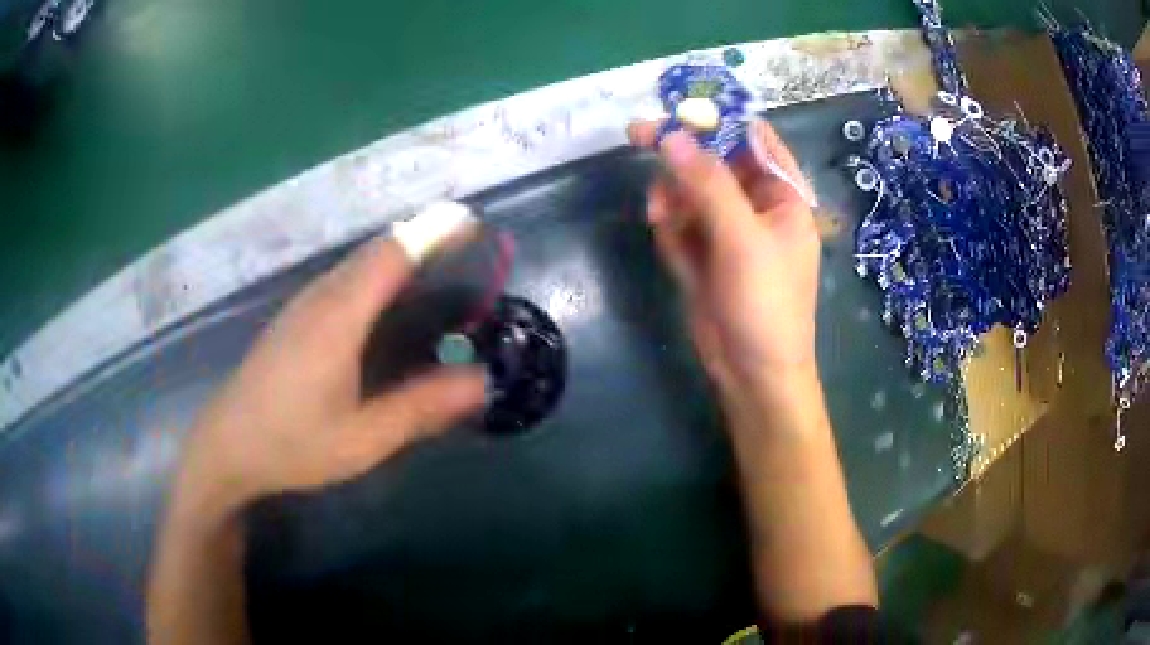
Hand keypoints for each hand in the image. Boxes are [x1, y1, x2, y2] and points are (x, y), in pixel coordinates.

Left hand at [173, 236, 485, 519]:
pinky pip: (344, 280)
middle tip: (468, 251)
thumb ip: (422, 407)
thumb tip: (482, 380)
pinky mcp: (295, 317)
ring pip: (359, 263)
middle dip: (424, 238)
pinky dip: (377, 276)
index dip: (434, 231)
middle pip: (378, 249)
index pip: (393, 253)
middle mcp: (321, 296)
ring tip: (439, 273)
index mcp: (339, 317)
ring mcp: (303, 304)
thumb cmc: (292, 444)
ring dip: (400, 255)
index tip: (472, 221)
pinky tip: (387, 308)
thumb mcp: (363, 438)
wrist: (226, 446)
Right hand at [627, 120, 820, 395]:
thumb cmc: (765, 303)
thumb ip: (707, 184)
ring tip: (661, 215)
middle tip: (640, 135)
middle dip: (682, 155)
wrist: (751, 373)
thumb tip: (671, 136)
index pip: (752, 138)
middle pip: (713, 160)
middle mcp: (756, 205)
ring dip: (672, 197)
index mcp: (782, 195)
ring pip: (689, 190)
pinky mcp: (703, 252)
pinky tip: (670, 243)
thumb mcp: (742, 238)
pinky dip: (670, 228)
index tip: (679, 104)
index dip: (719, 117)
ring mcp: (727, 229)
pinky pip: (679, 222)